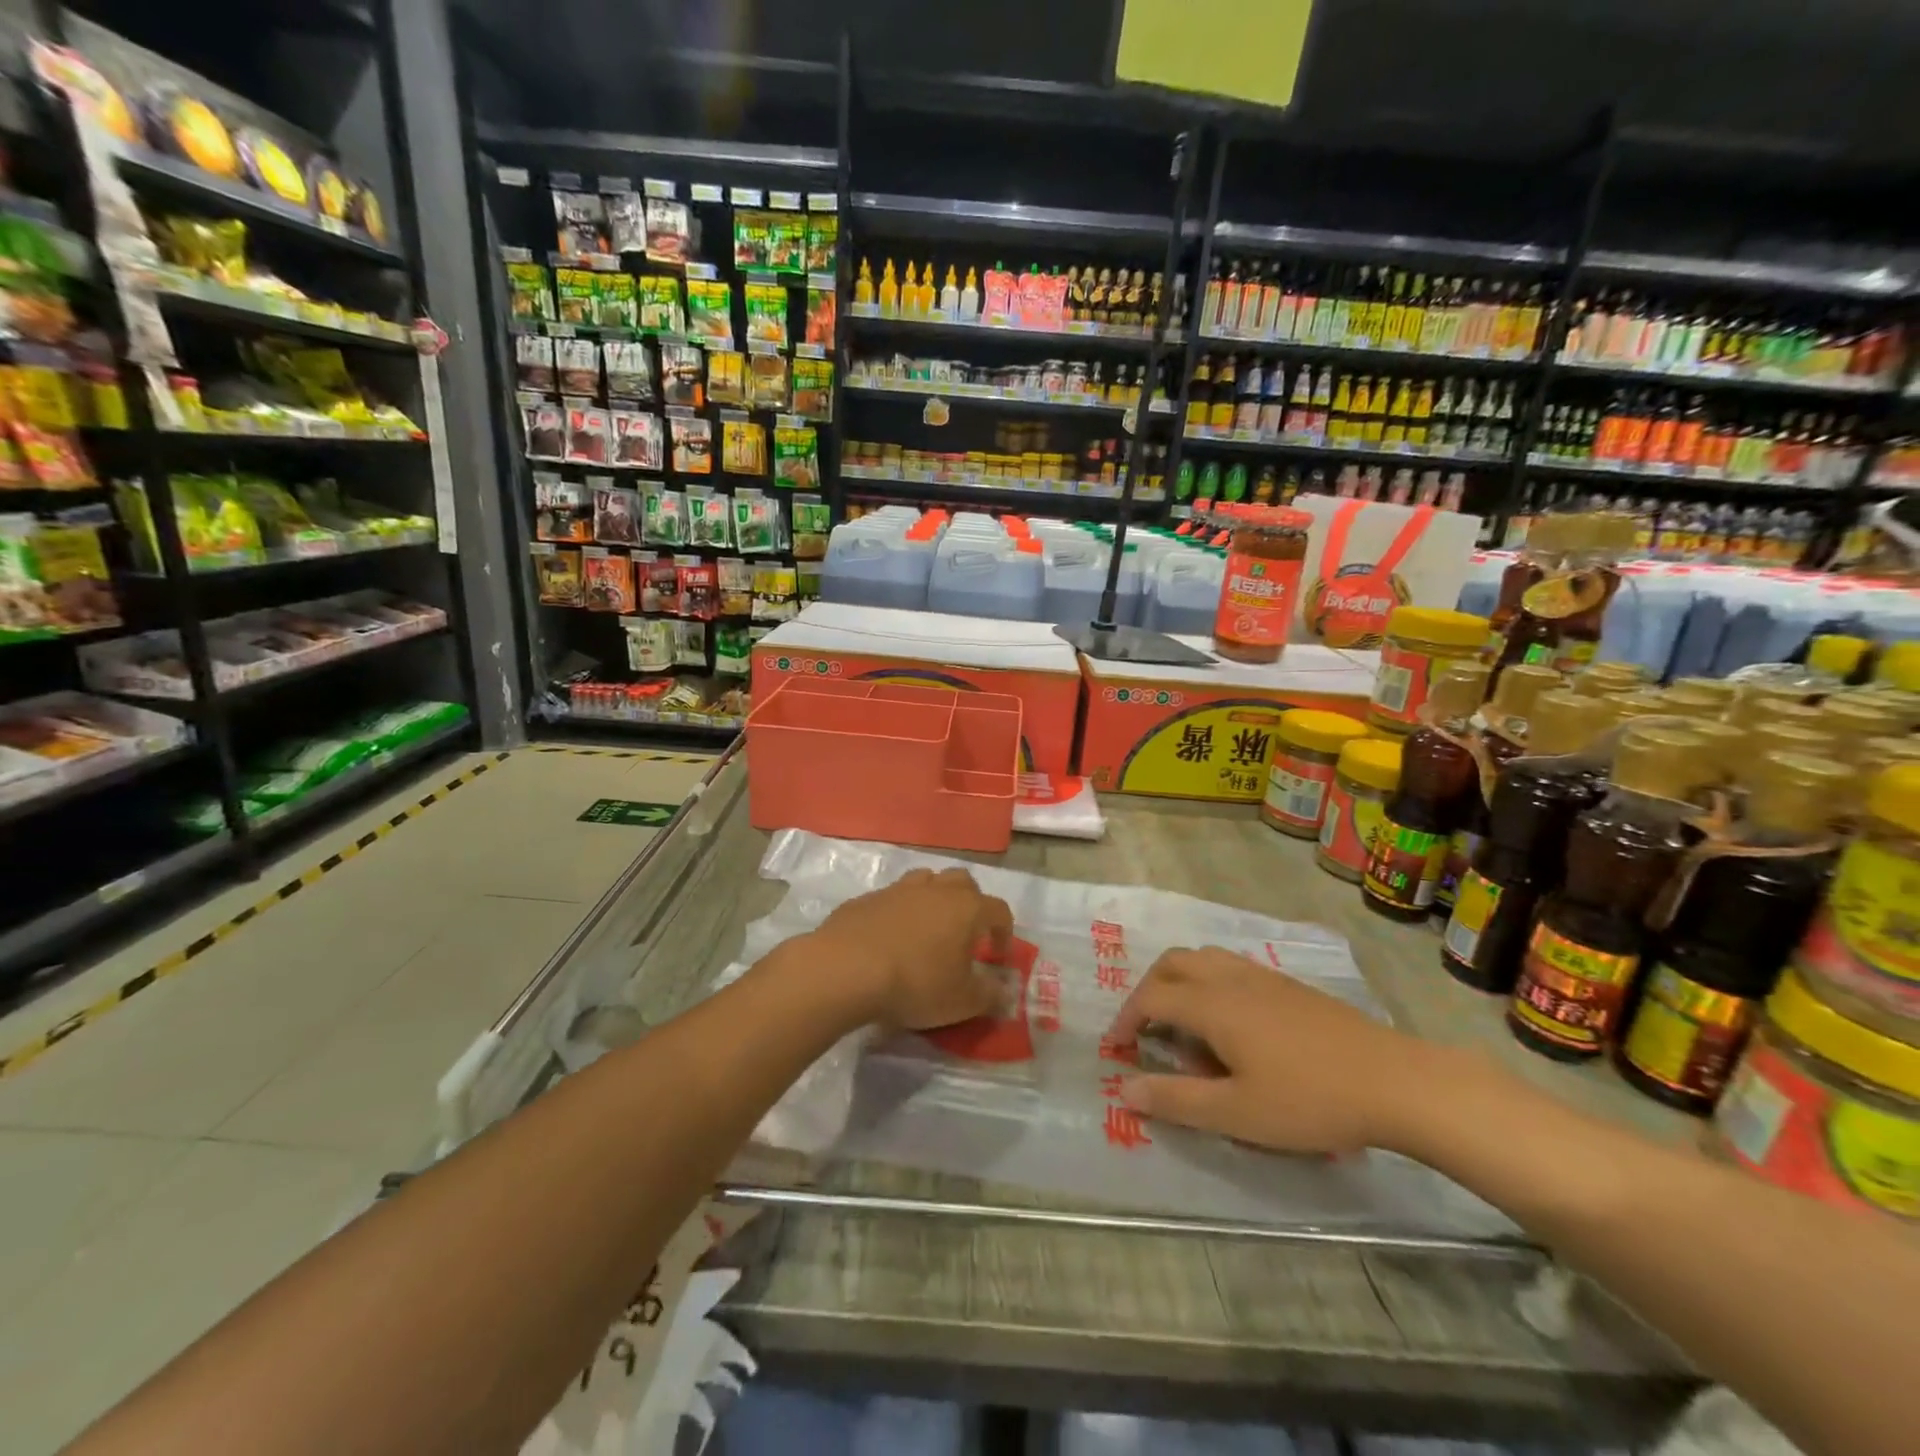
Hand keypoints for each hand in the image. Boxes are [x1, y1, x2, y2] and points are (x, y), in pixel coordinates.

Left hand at [804, 867, 1012, 1031]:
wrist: (846, 969)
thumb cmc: (915, 984)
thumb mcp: (961, 1001)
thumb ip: (989, 995)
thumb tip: (1004, 991)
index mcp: (967, 908)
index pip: (999, 910)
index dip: (1004, 932)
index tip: (997, 956)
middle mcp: (936, 890)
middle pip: (962, 882)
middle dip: (970, 903)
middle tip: (964, 934)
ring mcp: (898, 890)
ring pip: (925, 881)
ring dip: (933, 899)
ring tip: (927, 929)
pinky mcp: (866, 899)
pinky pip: (891, 898)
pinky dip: (898, 912)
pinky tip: (889, 938)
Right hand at [1108, 947, 1433, 1154]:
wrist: (1395, 1082)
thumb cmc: (1310, 1100)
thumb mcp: (1237, 1113)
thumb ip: (1177, 1100)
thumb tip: (1125, 1090)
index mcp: (1212, 1004)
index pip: (1151, 998)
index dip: (1126, 1020)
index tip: (1117, 1049)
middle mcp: (1230, 978)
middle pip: (1173, 964)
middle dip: (1148, 990)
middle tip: (1144, 1028)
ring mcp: (1263, 976)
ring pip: (1203, 958)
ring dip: (1179, 981)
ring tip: (1183, 1022)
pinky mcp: (1288, 985)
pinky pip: (1231, 967)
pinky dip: (1209, 982)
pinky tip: (1230, 1023)